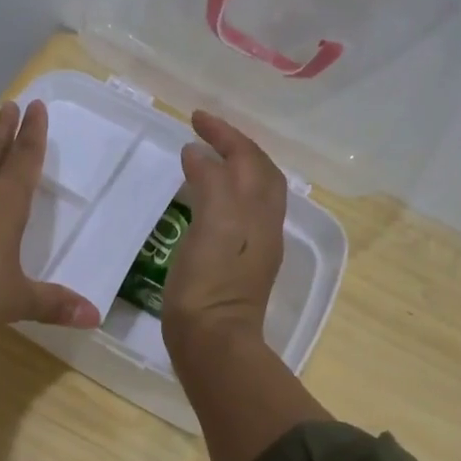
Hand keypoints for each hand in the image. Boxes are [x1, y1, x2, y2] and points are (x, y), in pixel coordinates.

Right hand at [163, 111, 286, 350]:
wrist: (214, 342)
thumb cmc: (209, 283)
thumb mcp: (212, 224)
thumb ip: (210, 182)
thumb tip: (198, 153)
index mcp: (258, 211)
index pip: (248, 159)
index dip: (225, 134)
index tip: (196, 118)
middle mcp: (265, 224)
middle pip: (260, 173)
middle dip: (236, 146)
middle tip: (205, 132)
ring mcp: (256, 246)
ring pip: (253, 194)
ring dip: (234, 168)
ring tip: (207, 159)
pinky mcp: (241, 265)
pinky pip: (240, 214)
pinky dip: (225, 193)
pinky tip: (206, 201)